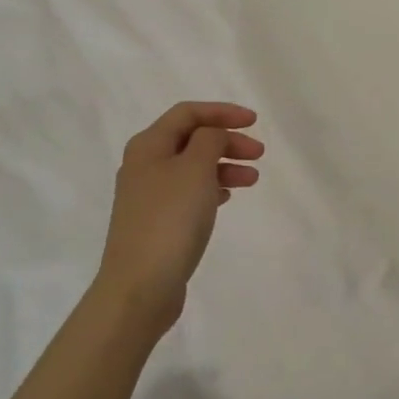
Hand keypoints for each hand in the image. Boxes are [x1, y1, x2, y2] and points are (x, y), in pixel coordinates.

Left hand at [96, 102, 262, 334]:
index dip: (222, 112)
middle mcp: (144, 165)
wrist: (140, 286)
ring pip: (192, 167)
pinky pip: (188, 193)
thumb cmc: (170, 220)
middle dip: (227, 140)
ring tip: (252, 179)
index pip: (188, 113)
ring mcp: (148, 196)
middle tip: (259, 153)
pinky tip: (228, 197)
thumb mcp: (195, 169)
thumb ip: (209, 140)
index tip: (254, 121)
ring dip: (223, 166)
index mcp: (148, 145)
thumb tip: (212, 135)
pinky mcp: (156, 222)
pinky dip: (211, 188)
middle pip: (191, 139)